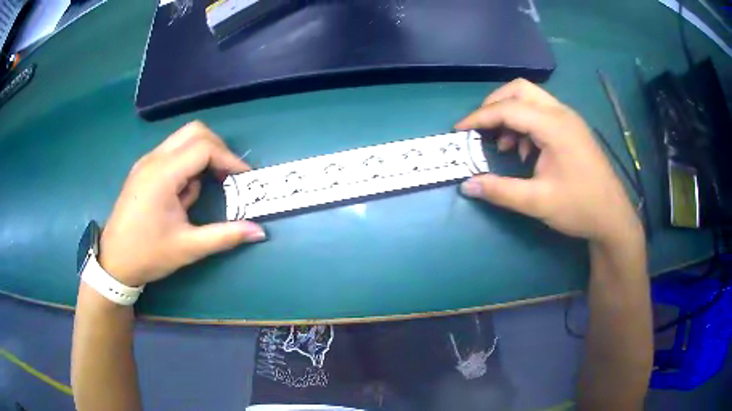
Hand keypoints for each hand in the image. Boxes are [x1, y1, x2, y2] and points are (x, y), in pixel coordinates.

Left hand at [99, 121, 265, 286]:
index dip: (229, 159)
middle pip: (195, 132)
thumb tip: (260, 231)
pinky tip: (183, 193)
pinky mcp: (143, 169)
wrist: (114, 262)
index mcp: (163, 175)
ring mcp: (146, 162)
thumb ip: (225, 236)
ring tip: (204, 189)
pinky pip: (172, 153)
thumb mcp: (189, 247)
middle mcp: (154, 159)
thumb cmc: (148, 254)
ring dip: (202, 156)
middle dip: (218, 149)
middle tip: (228, 175)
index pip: (204, 148)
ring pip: (183, 139)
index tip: (244, 178)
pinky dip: (187, 164)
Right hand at [456, 79, 641, 245]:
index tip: (459, 130)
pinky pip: (542, 112)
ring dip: (511, 114)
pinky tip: (526, 151)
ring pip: (531, 98)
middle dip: (494, 105)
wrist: (613, 217)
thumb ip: (500, 191)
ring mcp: (569, 119)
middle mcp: (561, 114)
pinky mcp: (572, 128)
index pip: (508, 109)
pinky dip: (526, 123)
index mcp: (554, 126)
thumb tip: (467, 185)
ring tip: (505, 146)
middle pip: (520, 90)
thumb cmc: (579, 208)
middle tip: (481, 129)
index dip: (479, 117)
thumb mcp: (537, 202)